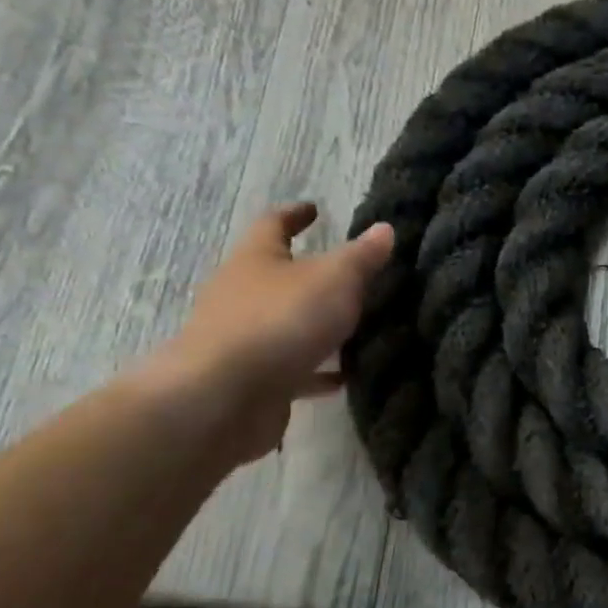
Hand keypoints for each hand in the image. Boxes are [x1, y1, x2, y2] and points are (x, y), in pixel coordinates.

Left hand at [143, 203, 394, 466]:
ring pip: (287, 323)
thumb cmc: (281, 320)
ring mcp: (245, 339)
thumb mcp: (334, 279)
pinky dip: (319, 369)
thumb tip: (384, 229)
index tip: (314, 209)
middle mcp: (242, 294)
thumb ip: (362, 256)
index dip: (295, 215)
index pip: (274, 225)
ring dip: (317, 324)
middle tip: (350, 273)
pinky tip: (346, 376)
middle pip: (278, 276)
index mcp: (256, 260)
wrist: (224, 397)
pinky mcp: (254, 379)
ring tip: (358, 326)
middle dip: (310, 274)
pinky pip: (294, 367)